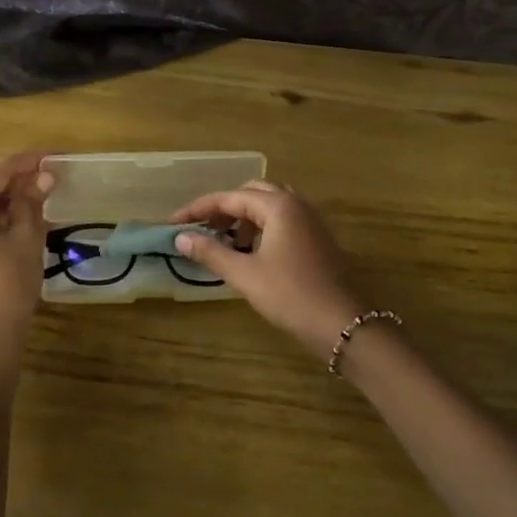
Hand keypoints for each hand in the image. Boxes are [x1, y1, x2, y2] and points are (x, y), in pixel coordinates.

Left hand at [0, 152, 54, 360]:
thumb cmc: (9, 283)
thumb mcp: (28, 238)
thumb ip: (33, 202)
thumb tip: (43, 176)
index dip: (26, 161)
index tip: (53, 156)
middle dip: (19, 180)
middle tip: (51, 178)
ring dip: (11, 200)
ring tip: (43, 198)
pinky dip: (0, 218)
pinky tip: (24, 222)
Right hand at [171, 181, 364, 355]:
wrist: (343, 323)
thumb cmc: (290, 295)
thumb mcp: (245, 275)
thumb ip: (211, 252)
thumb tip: (181, 237)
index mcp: (278, 206)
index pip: (230, 197)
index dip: (198, 209)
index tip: (173, 223)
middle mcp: (296, 203)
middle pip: (251, 193)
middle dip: (223, 209)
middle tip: (201, 230)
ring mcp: (310, 220)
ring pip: (269, 206)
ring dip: (243, 218)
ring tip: (224, 242)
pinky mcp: (317, 237)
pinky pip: (283, 219)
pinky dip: (261, 227)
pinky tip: (251, 252)